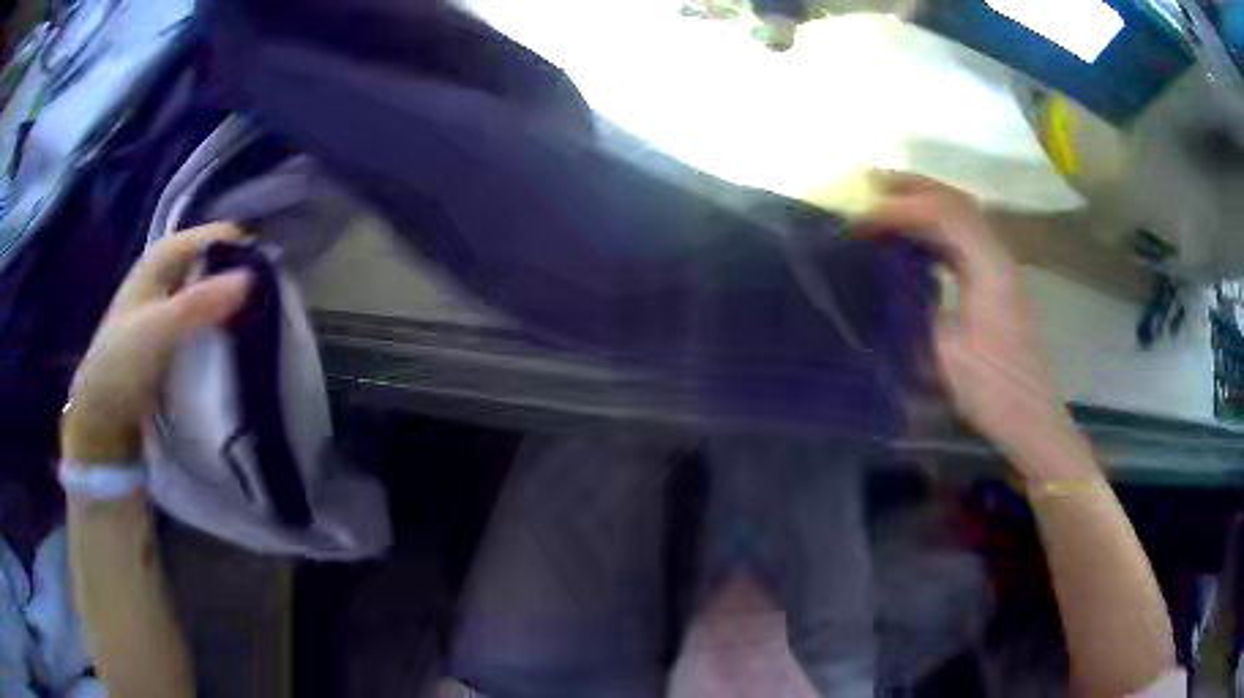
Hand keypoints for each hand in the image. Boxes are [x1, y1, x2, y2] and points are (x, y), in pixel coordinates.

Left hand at [61, 224, 251, 463]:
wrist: (102, 421)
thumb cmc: (120, 366)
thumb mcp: (157, 331)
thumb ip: (199, 303)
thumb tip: (253, 278)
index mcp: (164, 256)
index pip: (219, 236)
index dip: (245, 252)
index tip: (270, 285)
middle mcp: (172, 273)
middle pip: (220, 264)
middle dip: (243, 284)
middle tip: (269, 314)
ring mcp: (174, 306)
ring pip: (217, 295)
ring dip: (236, 311)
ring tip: (260, 333)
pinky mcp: (177, 337)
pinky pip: (210, 323)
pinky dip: (225, 331)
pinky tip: (238, 348)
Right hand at [860, 173, 1084, 476]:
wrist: (1033, 420)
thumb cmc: (993, 393)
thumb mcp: (948, 355)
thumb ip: (921, 308)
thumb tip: (893, 279)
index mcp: (991, 270)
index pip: (946, 214)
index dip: (903, 208)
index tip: (864, 219)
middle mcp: (1001, 258)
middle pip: (959, 203)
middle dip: (914, 188)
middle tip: (871, 184)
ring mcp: (1004, 269)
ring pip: (964, 217)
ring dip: (926, 203)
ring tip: (887, 201)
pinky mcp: (1001, 284)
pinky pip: (966, 240)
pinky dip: (937, 229)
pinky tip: (916, 239)